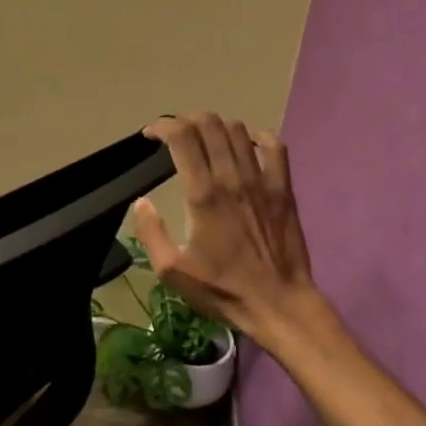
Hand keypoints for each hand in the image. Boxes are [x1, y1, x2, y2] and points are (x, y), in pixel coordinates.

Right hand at [131, 113, 329, 352]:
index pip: (182, 137)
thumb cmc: (222, 290)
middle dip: (186, 120)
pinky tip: (246, 144)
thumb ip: (152, 233)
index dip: (162, 126)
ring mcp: (262, 181)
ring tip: (204, 139)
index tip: (150, 135)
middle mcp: (232, 178)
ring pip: (238, 130)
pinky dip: (257, 136)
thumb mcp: (172, 271)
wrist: (279, 305)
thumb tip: (142, 203)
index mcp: (203, 195)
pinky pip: (275, 147)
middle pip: (209, 124)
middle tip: (175, 134)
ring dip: (216, 126)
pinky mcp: (284, 189)